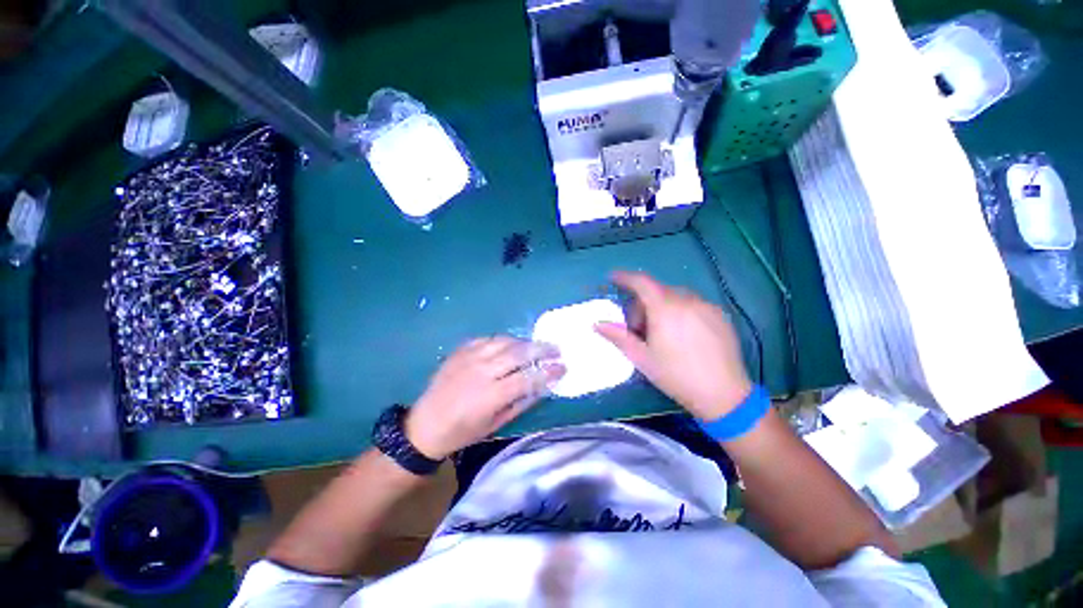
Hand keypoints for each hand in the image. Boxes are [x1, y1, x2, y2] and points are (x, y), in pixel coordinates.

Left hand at [405, 337, 565, 459]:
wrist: (425, 425)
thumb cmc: (463, 431)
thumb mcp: (495, 424)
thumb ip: (521, 403)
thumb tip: (543, 385)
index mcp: (491, 395)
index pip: (528, 378)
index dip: (548, 371)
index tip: (563, 367)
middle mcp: (482, 371)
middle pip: (518, 353)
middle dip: (541, 349)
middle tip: (555, 348)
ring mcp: (469, 357)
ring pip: (505, 341)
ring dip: (524, 342)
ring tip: (535, 346)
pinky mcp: (461, 350)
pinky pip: (488, 339)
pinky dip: (503, 341)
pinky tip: (510, 345)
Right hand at [595, 271, 751, 420]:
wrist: (724, 394)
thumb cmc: (676, 375)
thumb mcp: (642, 358)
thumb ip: (618, 336)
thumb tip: (597, 324)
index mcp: (665, 308)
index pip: (641, 282)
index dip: (625, 277)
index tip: (613, 278)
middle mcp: (687, 300)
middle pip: (657, 291)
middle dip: (642, 304)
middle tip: (638, 329)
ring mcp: (706, 306)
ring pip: (675, 296)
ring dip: (661, 307)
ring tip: (661, 333)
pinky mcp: (720, 314)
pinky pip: (692, 303)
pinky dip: (679, 310)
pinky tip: (682, 334)